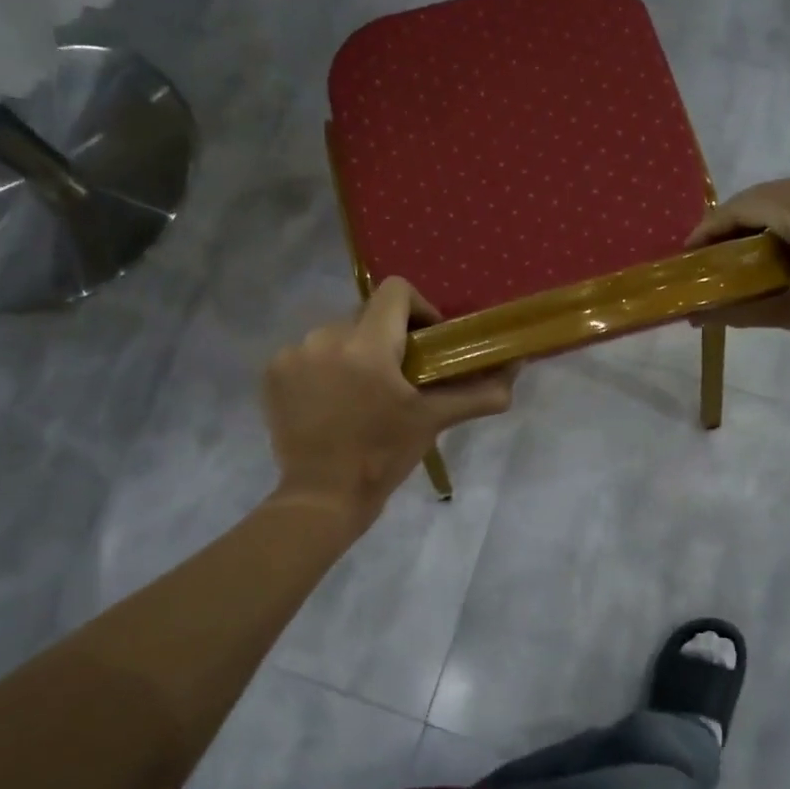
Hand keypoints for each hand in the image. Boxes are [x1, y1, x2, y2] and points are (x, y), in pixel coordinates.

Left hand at [263, 278, 516, 526]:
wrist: (322, 497)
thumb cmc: (383, 456)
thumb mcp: (433, 420)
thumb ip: (477, 392)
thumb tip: (516, 369)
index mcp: (367, 345)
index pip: (396, 291)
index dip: (418, 308)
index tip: (426, 341)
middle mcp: (325, 337)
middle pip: (367, 315)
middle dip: (386, 338)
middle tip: (399, 375)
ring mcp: (294, 354)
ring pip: (337, 335)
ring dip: (354, 353)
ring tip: (362, 391)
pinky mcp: (273, 372)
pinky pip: (308, 353)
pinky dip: (323, 368)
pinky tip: (331, 400)